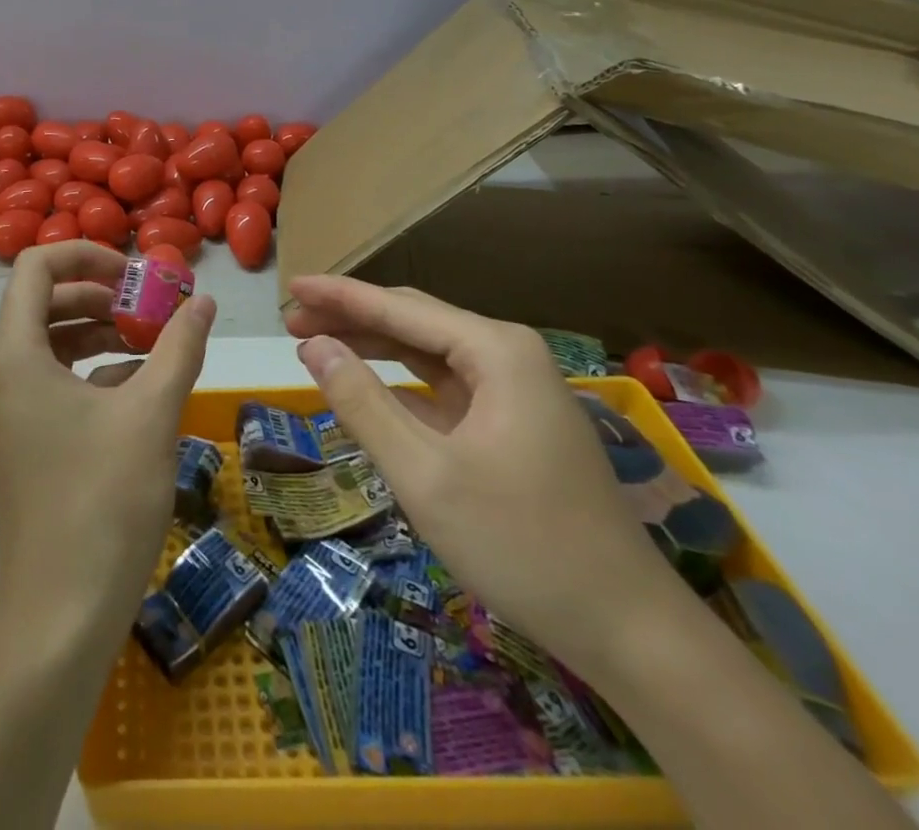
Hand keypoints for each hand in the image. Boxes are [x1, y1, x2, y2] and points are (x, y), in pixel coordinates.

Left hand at [0, 242, 216, 645]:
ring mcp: (4, 412)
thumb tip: (202, 300)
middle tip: (152, 308)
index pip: (37, 266)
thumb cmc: (102, 501)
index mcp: (14, 354)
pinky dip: (92, 373)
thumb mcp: (151, 413)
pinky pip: (51, 383)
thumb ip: (178, 346)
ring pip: (50, 345)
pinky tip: (138, 389)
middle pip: (45, 303)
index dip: (87, 254)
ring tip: (154, 344)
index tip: (136, 273)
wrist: (59, 615)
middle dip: (101, 297)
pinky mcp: (18, 442)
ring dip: (100, 334)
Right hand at [285, 275, 681, 673]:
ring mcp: (516, 390)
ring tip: (316, 345)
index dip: (339, 295)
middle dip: (351, 317)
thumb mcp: (424, 474)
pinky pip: (445, 384)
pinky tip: (368, 387)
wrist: (629, 630)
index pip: (399, 308)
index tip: (288, 288)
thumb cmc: (520, 544)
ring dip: (372, 346)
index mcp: (496, 352)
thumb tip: (313, 346)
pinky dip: (401, 381)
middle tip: (291, 322)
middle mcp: (509, 355)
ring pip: (428, 351)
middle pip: (414, 321)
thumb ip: (362, 401)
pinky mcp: (514, 422)